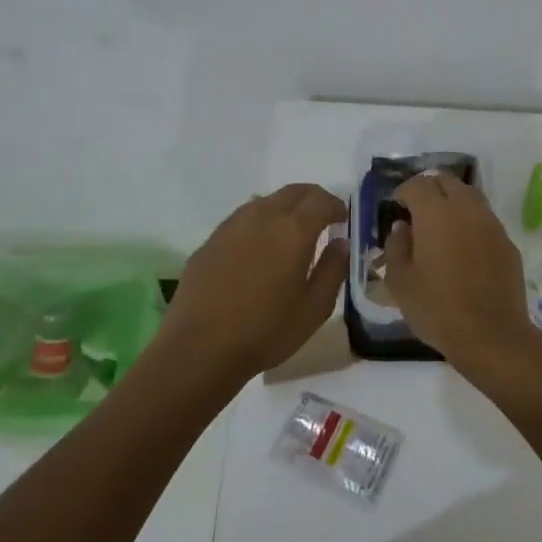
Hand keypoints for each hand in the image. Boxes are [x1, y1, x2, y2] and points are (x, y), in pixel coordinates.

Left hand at [158, 184, 348, 386]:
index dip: (336, 206)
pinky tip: (258, 249)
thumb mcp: (315, 308)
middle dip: (312, 199)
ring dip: (284, 208)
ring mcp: (231, 227)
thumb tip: (340, 243)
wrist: (199, 349)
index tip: (342, 220)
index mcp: (293, 230)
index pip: (320, 200)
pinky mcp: (209, 242)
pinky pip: (241, 219)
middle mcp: (261, 217)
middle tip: (322, 218)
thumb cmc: (267, 331)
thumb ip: (333, 270)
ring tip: (290, 233)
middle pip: (293, 192)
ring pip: (264, 201)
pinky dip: (259, 223)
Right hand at [383, 172, 541, 377]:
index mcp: (436, 213)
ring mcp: (492, 224)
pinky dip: (471, 221)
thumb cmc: (437, 309)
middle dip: (429, 189)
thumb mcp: (400, 282)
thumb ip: (396, 247)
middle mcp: (466, 209)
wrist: (491, 335)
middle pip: (447, 181)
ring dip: (453, 201)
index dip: (404, 191)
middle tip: (417, 210)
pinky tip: (464, 246)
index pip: (418, 184)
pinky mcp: (507, 242)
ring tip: (440, 225)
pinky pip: (485, 219)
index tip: (396, 206)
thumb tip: (402, 228)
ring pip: (470, 196)